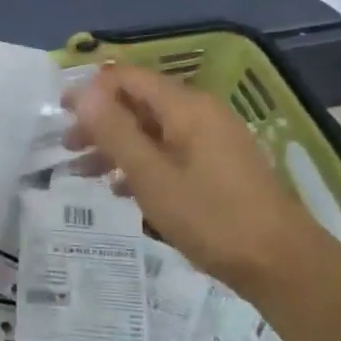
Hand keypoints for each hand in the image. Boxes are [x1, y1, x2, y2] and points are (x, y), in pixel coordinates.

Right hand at [66, 63, 340, 297]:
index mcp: (185, 107)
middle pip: (139, 103)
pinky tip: (123, 190)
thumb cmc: (210, 217)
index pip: (128, 78)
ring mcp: (213, 139)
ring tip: (85, 174)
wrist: (281, 262)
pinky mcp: (219, 165)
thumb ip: (115, 132)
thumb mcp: (151, 176)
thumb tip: (83, 92)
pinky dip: (143, 163)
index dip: (91, 90)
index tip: (60, 113)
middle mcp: (200, 113)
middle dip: (100, 122)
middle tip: (68, 148)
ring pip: (153, 130)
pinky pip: (171, 151)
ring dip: (117, 147)